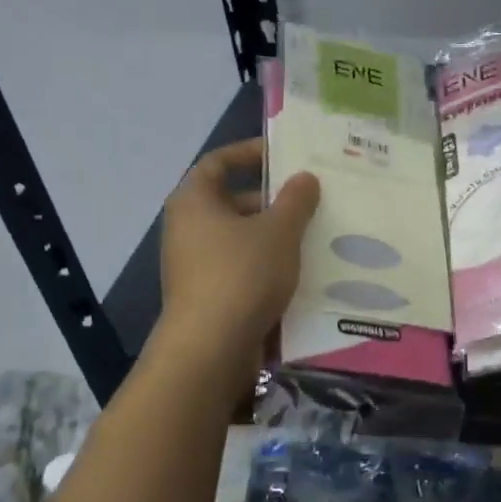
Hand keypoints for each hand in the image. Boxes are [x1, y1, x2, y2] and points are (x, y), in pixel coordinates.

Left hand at [159, 138, 319, 362]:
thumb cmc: (242, 274)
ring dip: (273, 237)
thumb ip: (295, 200)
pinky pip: (240, 270)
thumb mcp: (279, 231)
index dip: (249, 153)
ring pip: (240, 239)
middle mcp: (187, 229)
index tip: (282, 155)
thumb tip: (305, 178)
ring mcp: (193, 265)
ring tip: (313, 237)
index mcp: (194, 201)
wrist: (212, 348)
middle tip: (310, 202)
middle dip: (271, 201)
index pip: (217, 162)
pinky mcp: (206, 296)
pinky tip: (299, 274)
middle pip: (231, 202)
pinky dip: (266, 267)